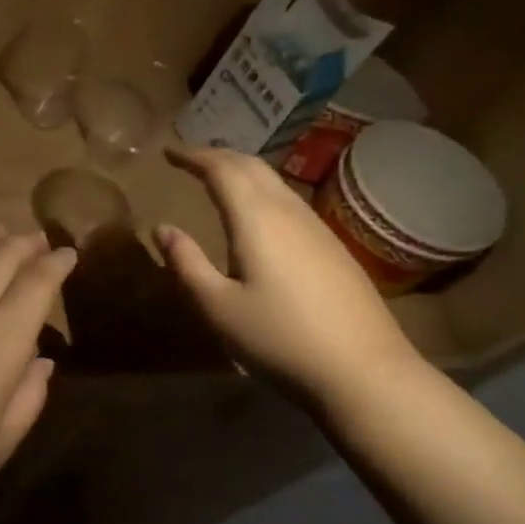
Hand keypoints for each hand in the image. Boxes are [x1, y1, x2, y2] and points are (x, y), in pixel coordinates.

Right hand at [156, 145, 420, 403]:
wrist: (362, 371)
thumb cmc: (278, 338)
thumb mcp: (217, 306)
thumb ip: (186, 262)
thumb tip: (162, 228)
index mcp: (256, 219)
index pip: (222, 169)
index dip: (193, 156)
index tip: (169, 152)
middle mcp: (289, 212)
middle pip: (252, 167)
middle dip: (218, 156)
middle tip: (190, 159)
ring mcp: (317, 229)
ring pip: (275, 183)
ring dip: (243, 173)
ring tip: (218, 180)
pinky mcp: (333, 248)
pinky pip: (289, 203)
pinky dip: (262, 193)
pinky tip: (257, 216)